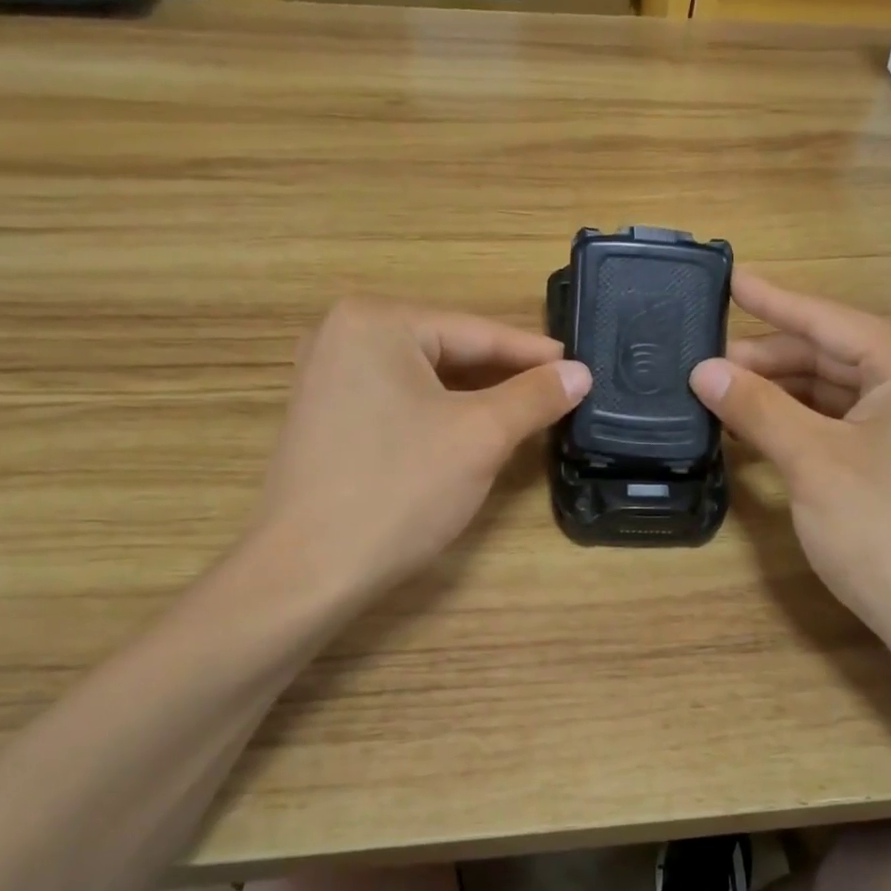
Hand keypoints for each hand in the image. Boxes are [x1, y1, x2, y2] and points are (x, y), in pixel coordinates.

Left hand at [253, 297, 589, 612]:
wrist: (309, 570)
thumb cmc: (399, 490)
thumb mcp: (480, 437)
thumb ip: (534, 397)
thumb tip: (580, 372)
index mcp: (375, 320)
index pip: (475, 331)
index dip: (534, 354)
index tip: (580, 368)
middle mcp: (341, 333)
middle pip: (447, 350)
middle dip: (503, 376)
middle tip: (559, 394)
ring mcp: (325, 375)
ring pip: (423, 378)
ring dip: (474, 397)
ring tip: (526, 413)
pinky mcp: (323, 416)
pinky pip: (397, 400)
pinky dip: (438, 413)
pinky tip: (469, 431)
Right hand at [691, 272, 890, 653]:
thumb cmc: (884, 531)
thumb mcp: (812, 462)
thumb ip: (757, 408)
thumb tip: (703, 370)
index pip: (828, 319)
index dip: (771, 300)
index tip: (727, 277)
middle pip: (831, 353)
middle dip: (768, 360)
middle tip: (704, 366)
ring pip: (836, 389)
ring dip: (781, 394)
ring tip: (720, 397)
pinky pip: (847, 420)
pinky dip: (804, 422)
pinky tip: (760, 428)